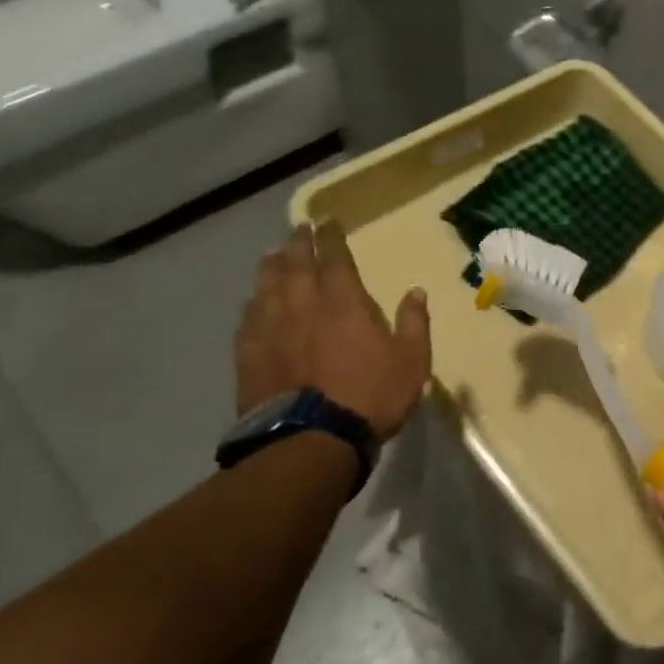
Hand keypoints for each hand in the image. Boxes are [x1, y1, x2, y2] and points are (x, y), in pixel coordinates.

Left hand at [235, 222, 431, 439]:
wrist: (311, 441)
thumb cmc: (370, 396)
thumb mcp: (412, 361)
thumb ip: (414, 323)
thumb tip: (416, 291)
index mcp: (345, 304)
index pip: (336, 260)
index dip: (331, 238)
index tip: (328, 222)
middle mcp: (304, 308)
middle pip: (296, 266)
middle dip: (299, 244)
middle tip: (298, 229)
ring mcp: (272, 331)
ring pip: (268, 288)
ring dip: (271, 267)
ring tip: (272, 255)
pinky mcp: (250, 357)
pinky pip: (248, 320)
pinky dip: (252, 305)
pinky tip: (252, 302)